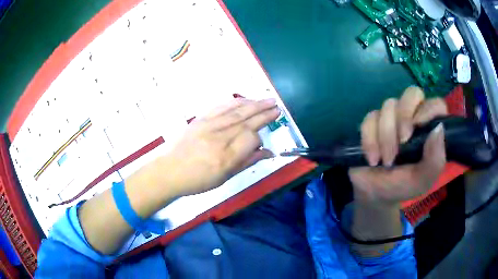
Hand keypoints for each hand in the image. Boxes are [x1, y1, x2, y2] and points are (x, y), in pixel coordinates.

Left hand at [154, 98, 278, 196]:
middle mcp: (219, 137)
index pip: (250, 138)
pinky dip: (235, 101)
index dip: (260, 138)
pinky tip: (245, 99)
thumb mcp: (225, 177)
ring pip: (236, 111)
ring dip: (254, 104)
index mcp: (226, 157)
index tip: (262, 141)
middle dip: (264, 113)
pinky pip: (221, 107)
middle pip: (246, 121)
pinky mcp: (200, 119)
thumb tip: (269, 152)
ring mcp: (209, 125)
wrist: (170, 170)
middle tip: (277, 107)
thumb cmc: (198, 180)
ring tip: (268, 100)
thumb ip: (247, 162)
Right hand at [349, 87, 447, 203]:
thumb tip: (438, 128)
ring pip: (389, 106)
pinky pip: (369, 119)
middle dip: (405, 116)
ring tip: (386, 161)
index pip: (435, 104)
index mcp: (428, 129)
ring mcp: (391, 118)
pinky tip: (373, 158)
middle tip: (402, 142)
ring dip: (386, 137)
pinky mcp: (372, 123)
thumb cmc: (402, 186)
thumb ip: (435, 159)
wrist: (375, 194)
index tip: (419, 128)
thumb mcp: (422, 180)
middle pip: (412, 94)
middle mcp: (412, 118)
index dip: (429, 110)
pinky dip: (370, 140)